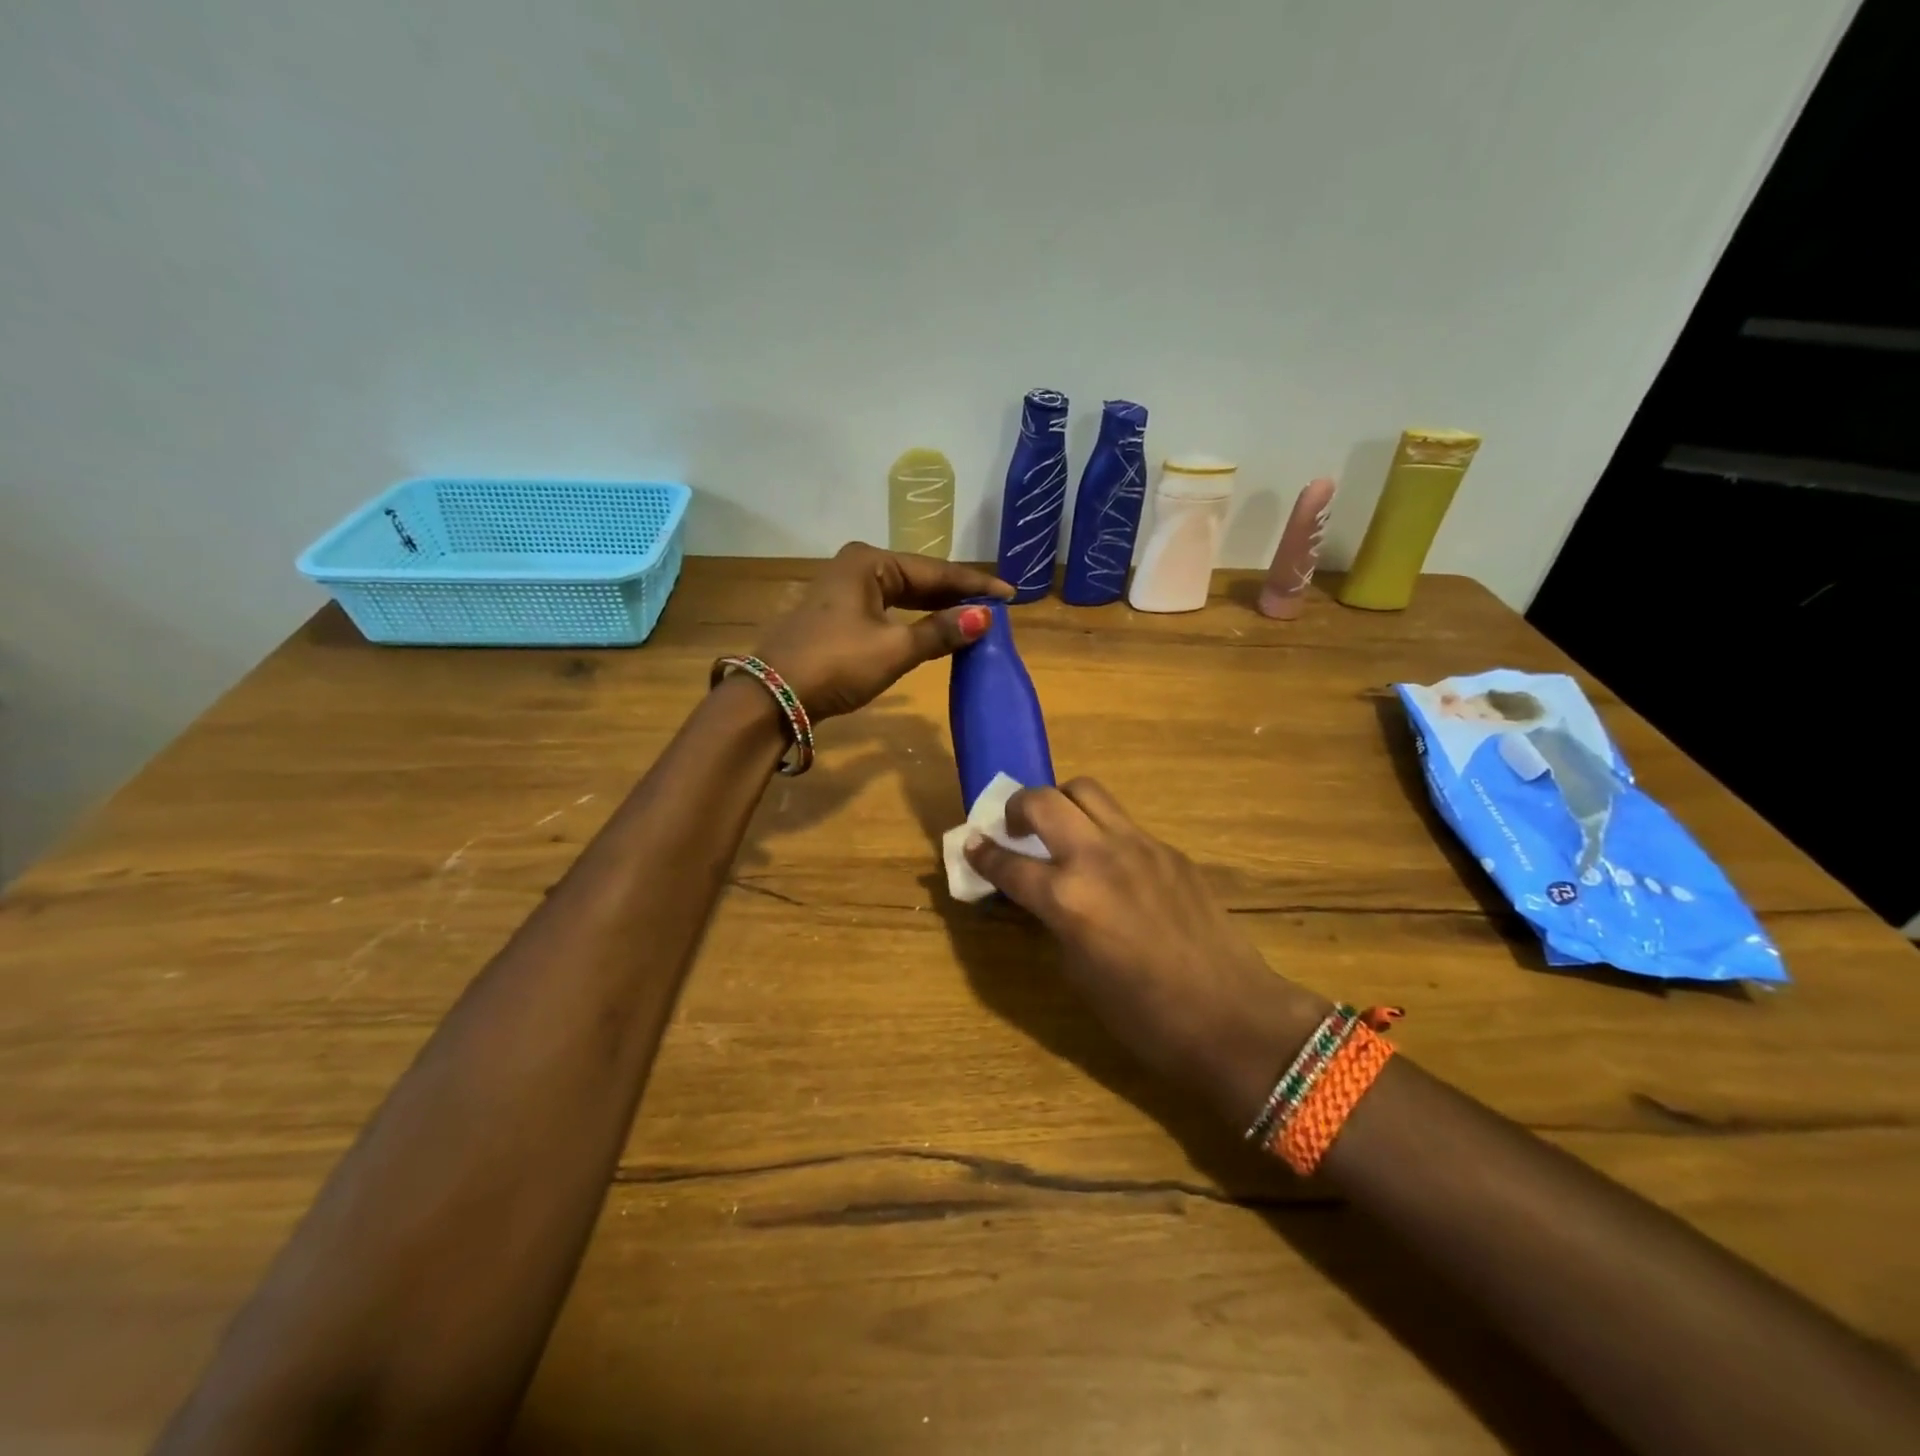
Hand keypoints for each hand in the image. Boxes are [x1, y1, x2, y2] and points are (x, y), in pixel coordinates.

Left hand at [751, 544, 1013, 719]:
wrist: (773, 696)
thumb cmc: (836, 663)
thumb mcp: (894, 649)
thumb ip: (940, 632)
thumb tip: (984, 618)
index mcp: (869, 562)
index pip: (935, 571)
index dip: (975, 584)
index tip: (1010, 594)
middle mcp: (856, 567)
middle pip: (919, 578)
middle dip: (956, 594)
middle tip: (995, 607)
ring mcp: (844, 590)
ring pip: (903, 595)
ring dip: (936, 608)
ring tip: (973, 618)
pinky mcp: (838, 615)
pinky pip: (888, 610)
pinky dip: (913, 619)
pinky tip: (934, 629)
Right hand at [965, 779, 1328, 1126]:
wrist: (1231, 1016)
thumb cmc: (1144, 1016)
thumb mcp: (1078, 972)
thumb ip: (1052, 920)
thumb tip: (1039, 895)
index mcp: (1067, 898)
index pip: (1008, 862)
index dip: (982, 853)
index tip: (972, 843)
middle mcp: (1097, 858)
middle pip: (1043, 800)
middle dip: (1017, 806)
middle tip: (1015, 828)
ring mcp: (1138, 846)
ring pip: (1087, 791)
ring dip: (1062, 802)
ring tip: (1060, 829)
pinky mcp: (1169, 849)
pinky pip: (1124, 822)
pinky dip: (1102, 830)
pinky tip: (1110, 862)